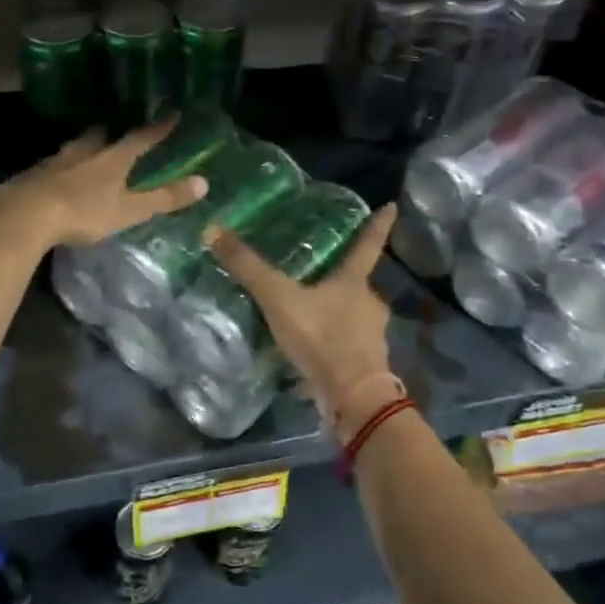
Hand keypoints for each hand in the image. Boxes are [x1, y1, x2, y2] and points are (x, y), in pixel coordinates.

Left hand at [0, 120, 207, 249]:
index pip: (140, 138)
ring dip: (82, 148)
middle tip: (116, 130)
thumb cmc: (82, 212)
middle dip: (110, 133)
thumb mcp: (128, 210)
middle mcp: (83, 153)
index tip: (172, 114)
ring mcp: (54, 162)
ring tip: (86, 150)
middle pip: (100, 136)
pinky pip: (51, 166)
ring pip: (73, 149)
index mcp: (111, 159)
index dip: (157, 129)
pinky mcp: (32, 176)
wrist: (24, 215)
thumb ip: (163, 199)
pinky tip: (56, 177)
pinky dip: (59, 168)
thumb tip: (204, 183)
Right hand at [206, 202, 399, 440]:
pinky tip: (310, 346)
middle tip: (320, 269)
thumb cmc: (321, 337)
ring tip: (308, 310)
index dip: (378, 225)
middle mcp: (369, 304)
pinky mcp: (365, 363)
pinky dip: (331, 341)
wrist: (351, 397)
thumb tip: (213, 230)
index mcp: (354, 282)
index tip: (391, 206)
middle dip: (342, 276)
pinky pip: (345, 343)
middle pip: (357, 282)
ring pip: (352, 315)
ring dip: (335, 311)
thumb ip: (248, 268)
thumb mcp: (279, 299)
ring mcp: (371, 335)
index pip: (368, 244)